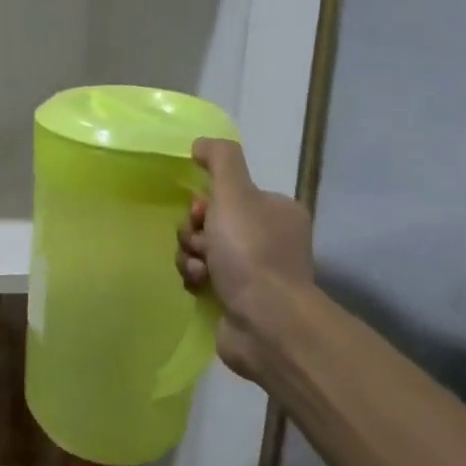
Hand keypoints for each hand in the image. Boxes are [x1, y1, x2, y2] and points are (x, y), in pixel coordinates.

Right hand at [177, 138, 315, 380]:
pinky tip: (199, 285)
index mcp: (276, 212)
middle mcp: (269, 240)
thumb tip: (201, 144)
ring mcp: (254, 273)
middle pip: (210, 222)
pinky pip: (203, 277)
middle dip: (194, 232)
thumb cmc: (251, 252)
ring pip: (202, 250)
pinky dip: (195, 278)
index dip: (205, 201)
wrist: (266, 321)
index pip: (228, 195)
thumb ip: (220, 160)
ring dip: (190, 255)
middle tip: (200, 243)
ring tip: (198, 269)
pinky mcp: (238, 300)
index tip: (201, 212)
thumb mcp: (235, 193)